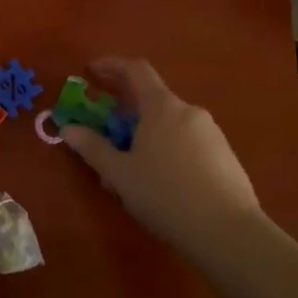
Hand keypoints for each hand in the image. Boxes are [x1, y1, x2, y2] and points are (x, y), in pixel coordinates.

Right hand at [63, 57, 261, 260]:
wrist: (229, 232)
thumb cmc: (166, 195)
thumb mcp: (120, 174)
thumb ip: (92, 148)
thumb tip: (68, 128)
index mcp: (162, 107)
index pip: (135, 69)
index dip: (111, 65)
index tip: (91, 71)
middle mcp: (189, 111)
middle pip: (152, 98)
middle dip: (125, 111)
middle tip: (105, 131)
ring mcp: (211, 133)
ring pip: (170, 123)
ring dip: (146, 134)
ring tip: (130, 166)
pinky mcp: (225, 156)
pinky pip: (187, 141)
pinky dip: (167, 148)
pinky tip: (160, 181)